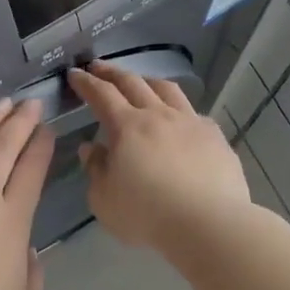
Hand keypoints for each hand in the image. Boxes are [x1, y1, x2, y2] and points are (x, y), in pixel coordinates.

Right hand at [67, 61, 251, 254]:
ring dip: (148, 81)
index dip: (86, 82)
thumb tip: (91, 148)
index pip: (102, 94)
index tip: (75, 73)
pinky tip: (181, 120)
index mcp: (127, 126)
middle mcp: (158, 115)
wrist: (208, 223)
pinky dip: (180, 110)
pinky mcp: (215, 137)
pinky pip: (194, 113)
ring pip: (167, 90)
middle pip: (133, 83)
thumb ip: (95, 169)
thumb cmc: (147, 214)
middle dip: (112, 72)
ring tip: (140, 82)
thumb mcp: (104, 199)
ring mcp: (190, 122)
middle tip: (99, 66)